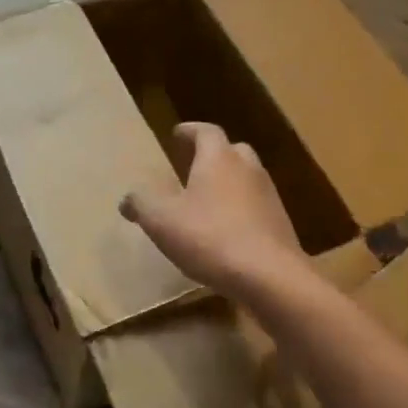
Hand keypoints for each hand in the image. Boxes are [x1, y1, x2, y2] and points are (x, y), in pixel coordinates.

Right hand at [119, 123, 304, 296]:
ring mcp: (269, 196)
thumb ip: (141, 203)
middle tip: (193, 165)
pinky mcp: (280, 224)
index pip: (206, 132)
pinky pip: (256, 206)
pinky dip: (240, 209)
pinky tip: (226, 229)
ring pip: (247, 178)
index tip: (177, 133)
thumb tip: (128, 198)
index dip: (190, 131)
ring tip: (207, 199)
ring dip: (228, 183)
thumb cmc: (210, 237)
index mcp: (219, 158)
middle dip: (212, 154)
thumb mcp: (161, 220)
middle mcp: (248, 168)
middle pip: (232, 151)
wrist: (269, 276)